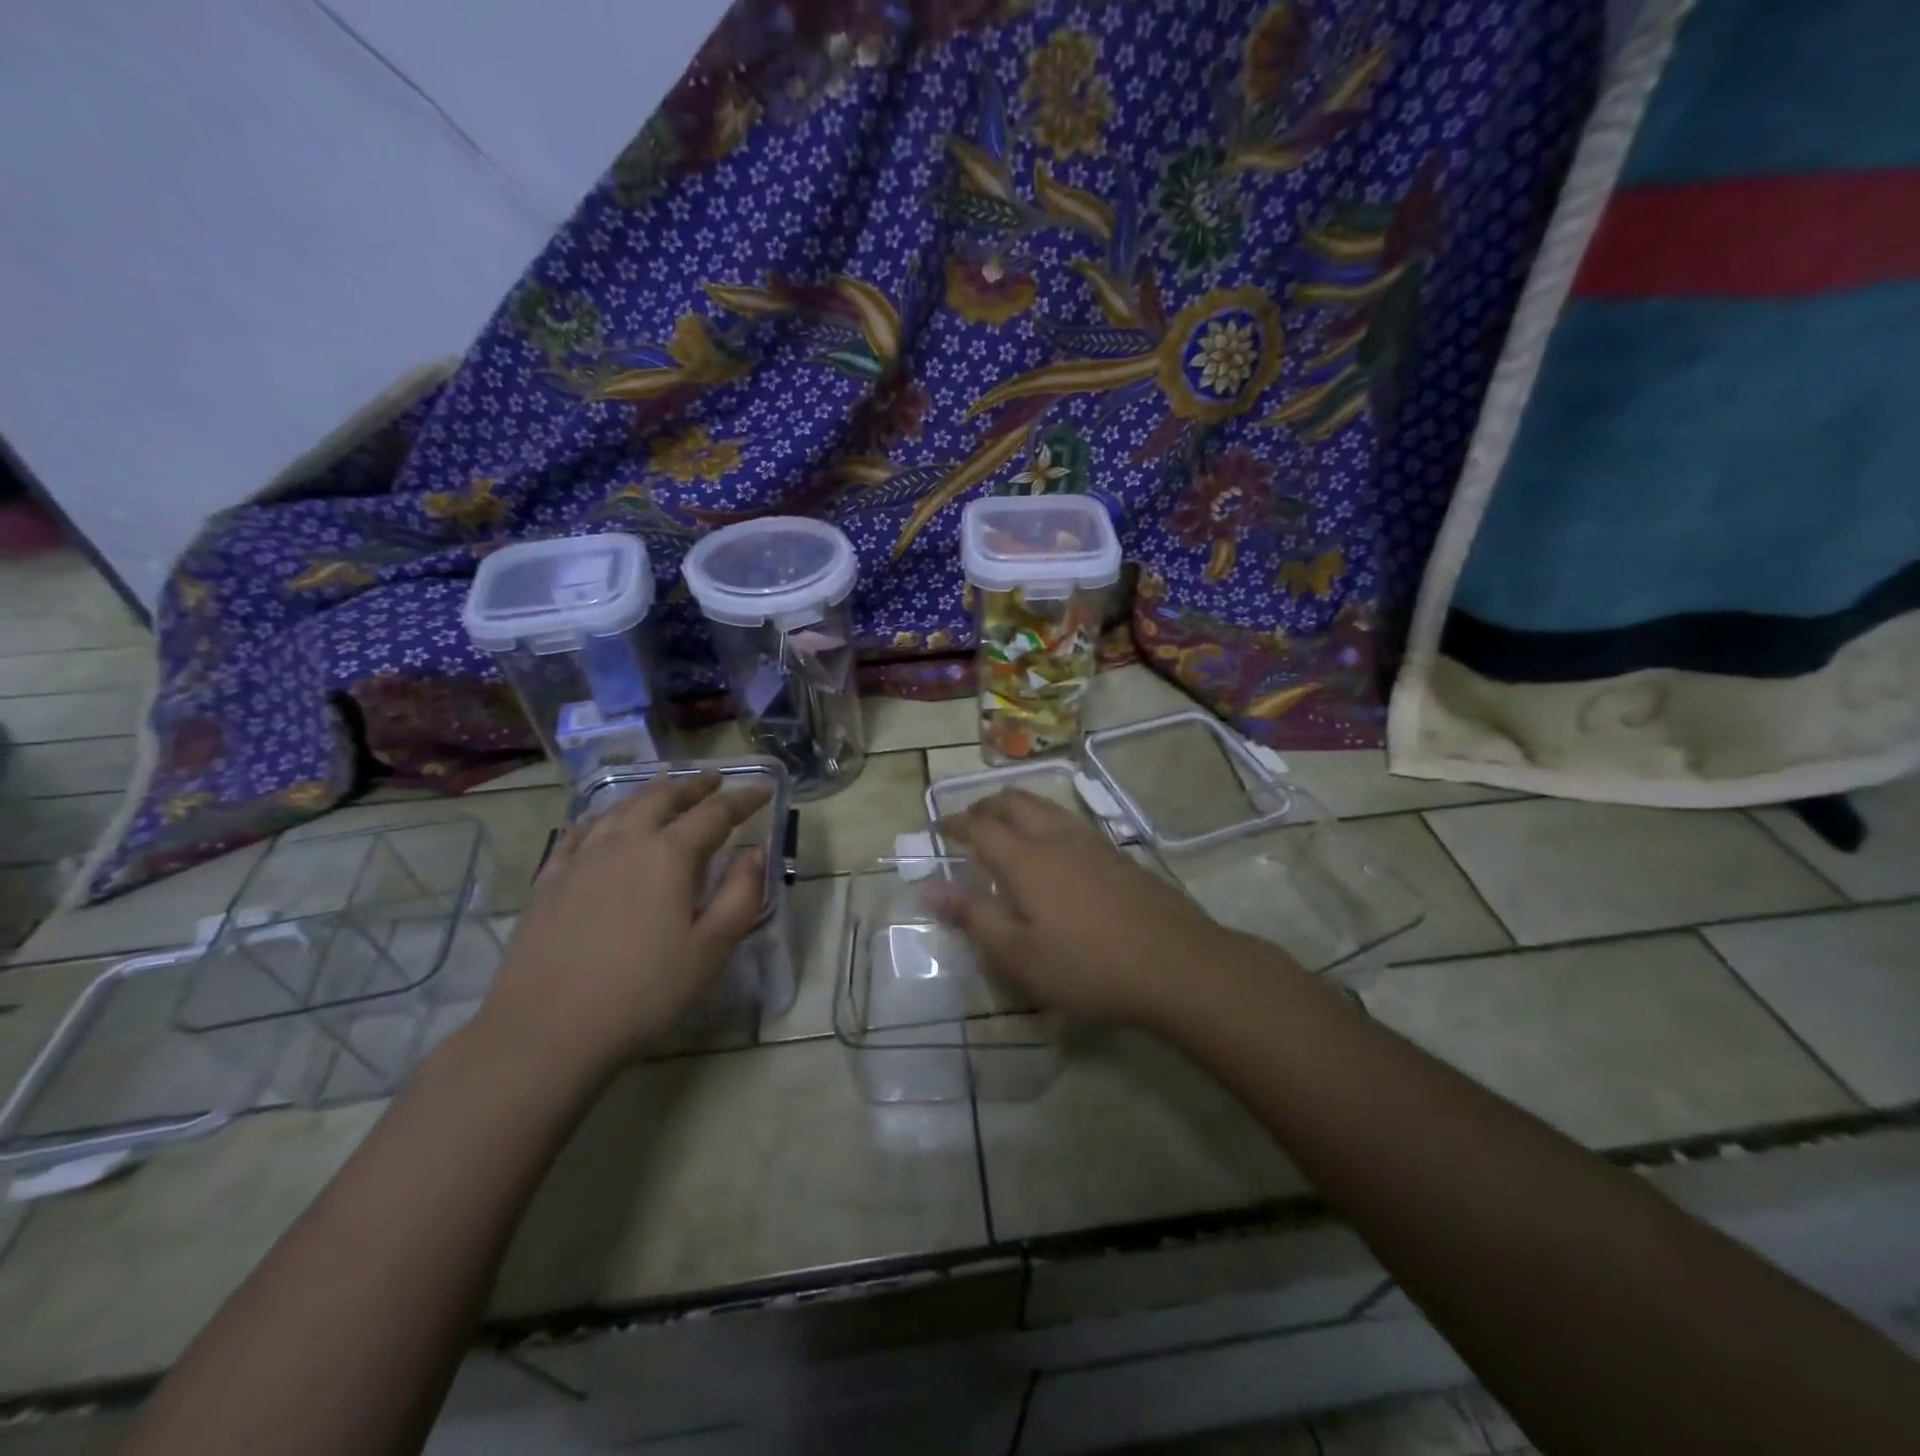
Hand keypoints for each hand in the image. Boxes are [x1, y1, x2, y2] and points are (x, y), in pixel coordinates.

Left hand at [474, 772, 770, 1082]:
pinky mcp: (550, 880)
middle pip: (663, 799)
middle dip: (693, 786)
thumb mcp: (711, 948)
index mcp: (669, 855)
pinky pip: (580, 831)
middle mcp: (625, 842)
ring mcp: (581, 858)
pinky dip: (602, 815)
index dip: (743, 799)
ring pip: (621, 808)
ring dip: (651, 793)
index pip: (715, 814)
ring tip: (667, 788)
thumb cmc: (643, 992)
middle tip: (715, 779)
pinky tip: (604, 820)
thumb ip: (741, 894)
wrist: (546, 1030)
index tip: (764, 789)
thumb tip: (755, 853)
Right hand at [924, 788, 1252, 1026]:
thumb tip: (930, 887)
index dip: (954, 824)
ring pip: (1046, 806)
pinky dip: (1047, 823)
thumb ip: (973, 917)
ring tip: (1008, 829)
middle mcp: (1057, 837)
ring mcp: (1093, 842)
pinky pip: (1071, 822)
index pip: (979, 826)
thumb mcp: (1018, 955)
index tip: (938, 828)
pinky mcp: (1119, 855)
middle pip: (1014, 801)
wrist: (1176, 965)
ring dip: (1018, 809)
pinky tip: (1055, 852)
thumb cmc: (1086, 966)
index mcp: (1025, 858)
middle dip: (986, 806)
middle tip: (970, 824)